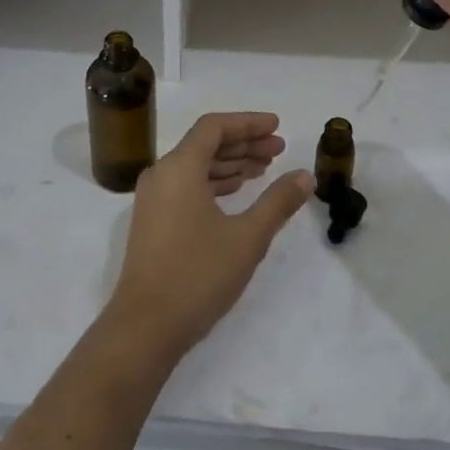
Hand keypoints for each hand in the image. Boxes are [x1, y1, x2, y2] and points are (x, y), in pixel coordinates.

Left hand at [105, 113, 312, 363]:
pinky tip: (238, 192)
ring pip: (196, 166)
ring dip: (230, 163)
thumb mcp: (247, 238)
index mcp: (179, 167)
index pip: (214, 127)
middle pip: (205, 144)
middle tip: (279, 149)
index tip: (277, 126)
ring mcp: (154, 198)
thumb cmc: (197, 275)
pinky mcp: (153, 220)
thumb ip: (277, 202)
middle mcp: (161, 174)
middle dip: (244, 143)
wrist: (145, 327)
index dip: (248, 123)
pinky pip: (187, 185)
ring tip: (265, 168)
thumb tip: (304, 176)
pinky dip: (214, 182)